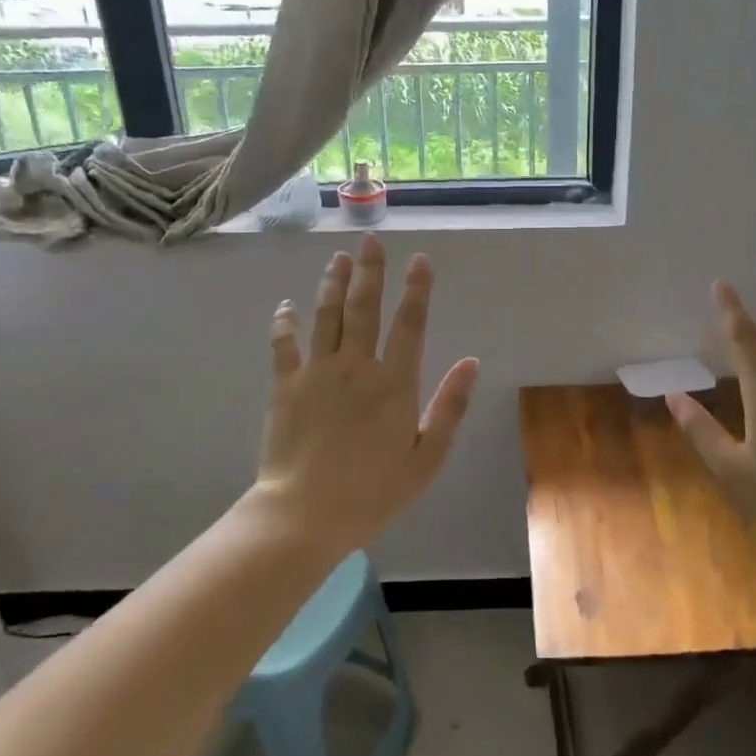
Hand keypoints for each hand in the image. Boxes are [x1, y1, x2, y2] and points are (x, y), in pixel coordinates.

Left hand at [255, 235, 479, 550]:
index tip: (420, 260)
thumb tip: (471, 361)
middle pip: (364, 308)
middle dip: (371, 271)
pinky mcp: (285, 386)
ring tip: (338, 258)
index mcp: (395, 383)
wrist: (305, 515)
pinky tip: (286, 305)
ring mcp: (317, 372)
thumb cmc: (374, 492)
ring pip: (326, 316)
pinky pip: (284, 344)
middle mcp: (356, 366)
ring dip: (333, 284)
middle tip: (371, 241)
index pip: (410, 324)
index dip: (417, 290)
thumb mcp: (427, 458)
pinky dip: (285, 322)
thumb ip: (450, 407)